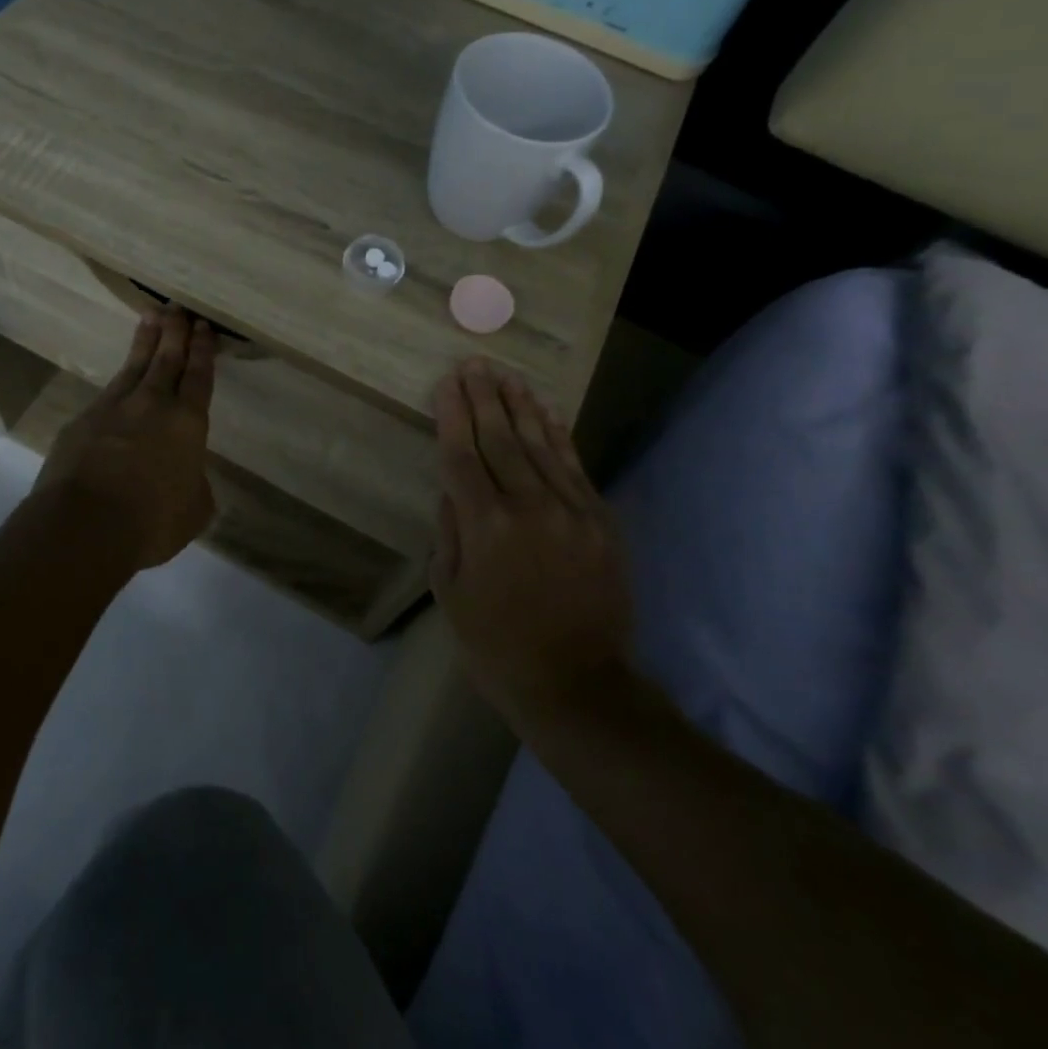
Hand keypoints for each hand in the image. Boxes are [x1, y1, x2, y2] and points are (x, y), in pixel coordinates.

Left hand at [33, 308, 216, 568]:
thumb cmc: (152, 522)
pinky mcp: (83, 420)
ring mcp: (114, 408)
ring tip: (151, 316)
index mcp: (188, 424)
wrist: (86, 525)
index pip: (199, 378)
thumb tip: (187, 479)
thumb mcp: (193, 511)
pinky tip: (119, 379)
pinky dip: (118, 380)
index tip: (204, 328)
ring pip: (135, 366)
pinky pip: (107, 393)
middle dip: (175, 332)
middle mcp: (153, 405)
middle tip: (178, 308)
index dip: (203, 351)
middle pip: (167, 360)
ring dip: (145, 341)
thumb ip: (194, 487)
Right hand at [430, 358, 631, 725]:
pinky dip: (558, 435)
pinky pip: (575, 467)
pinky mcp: (601, 520)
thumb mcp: (451, 592)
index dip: (452, 415)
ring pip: (540, 444)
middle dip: (483, 398)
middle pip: (501, 439)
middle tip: (473, 364)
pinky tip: (546, 411)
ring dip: (521, 406)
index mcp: (485, 527)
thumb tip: (453, 490)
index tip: (446, 383)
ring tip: (505, 375)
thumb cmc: (496, 644)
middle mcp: (529, 507)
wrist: (577, 684)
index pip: (462, 455)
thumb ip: (450, 532)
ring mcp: (571, 511)